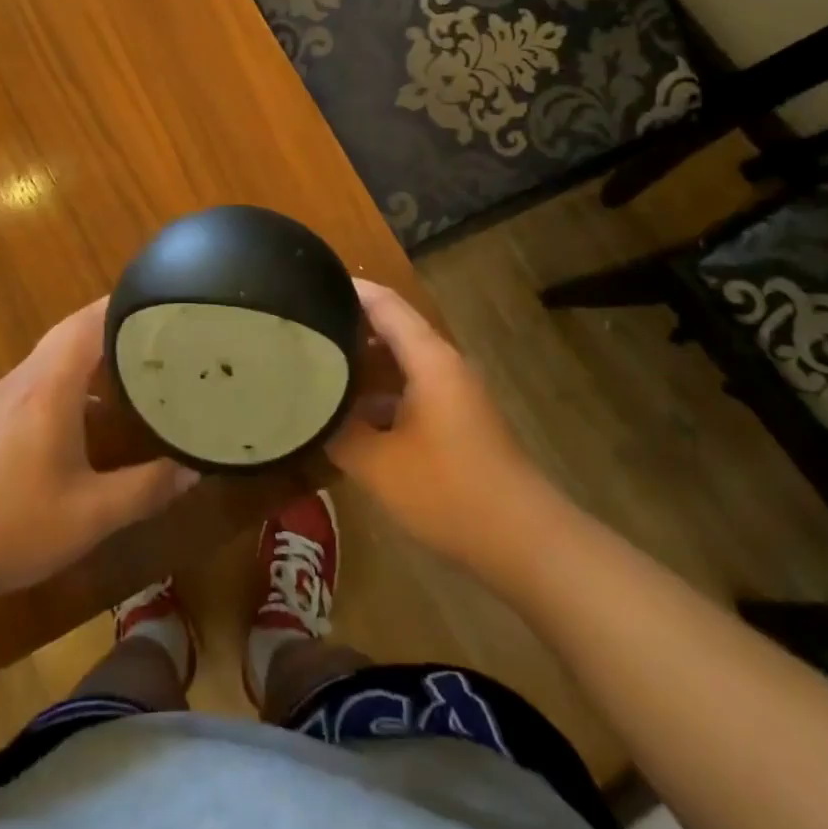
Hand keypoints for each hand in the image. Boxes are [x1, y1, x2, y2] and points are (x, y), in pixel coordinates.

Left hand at [0, 299, 197, 606]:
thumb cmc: (10, 526)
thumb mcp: (90, 515)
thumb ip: (147, 489)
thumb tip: (195, 469)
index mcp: (50, 385)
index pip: (90, 321)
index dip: (127, 304)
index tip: (166, 301)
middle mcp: (26, 378)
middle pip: (73, 329)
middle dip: (116, 322)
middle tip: (162, 329)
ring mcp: (5, 397)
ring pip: (56, 353)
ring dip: (94, 349)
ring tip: (138, 362)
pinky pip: (43, 376)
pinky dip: (75, 376)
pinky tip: (95, 411)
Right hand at [329, 281, 541, 570]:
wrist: (526, 542)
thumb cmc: (449, 491)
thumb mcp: (378, 464)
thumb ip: (338, 431)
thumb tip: (309, 411)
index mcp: (428, 358)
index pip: (383, 302)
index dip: (346, 289)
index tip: (303, 286)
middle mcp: (443, 365)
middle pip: (391, 327)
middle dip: (347, 324)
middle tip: (301, 330)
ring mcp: (454, 393)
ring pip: (401, 361)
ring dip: (363, 361)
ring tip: (317, 367)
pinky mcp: (458, 420)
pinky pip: (411, 388)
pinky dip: (380, 391)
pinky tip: (352, 415)